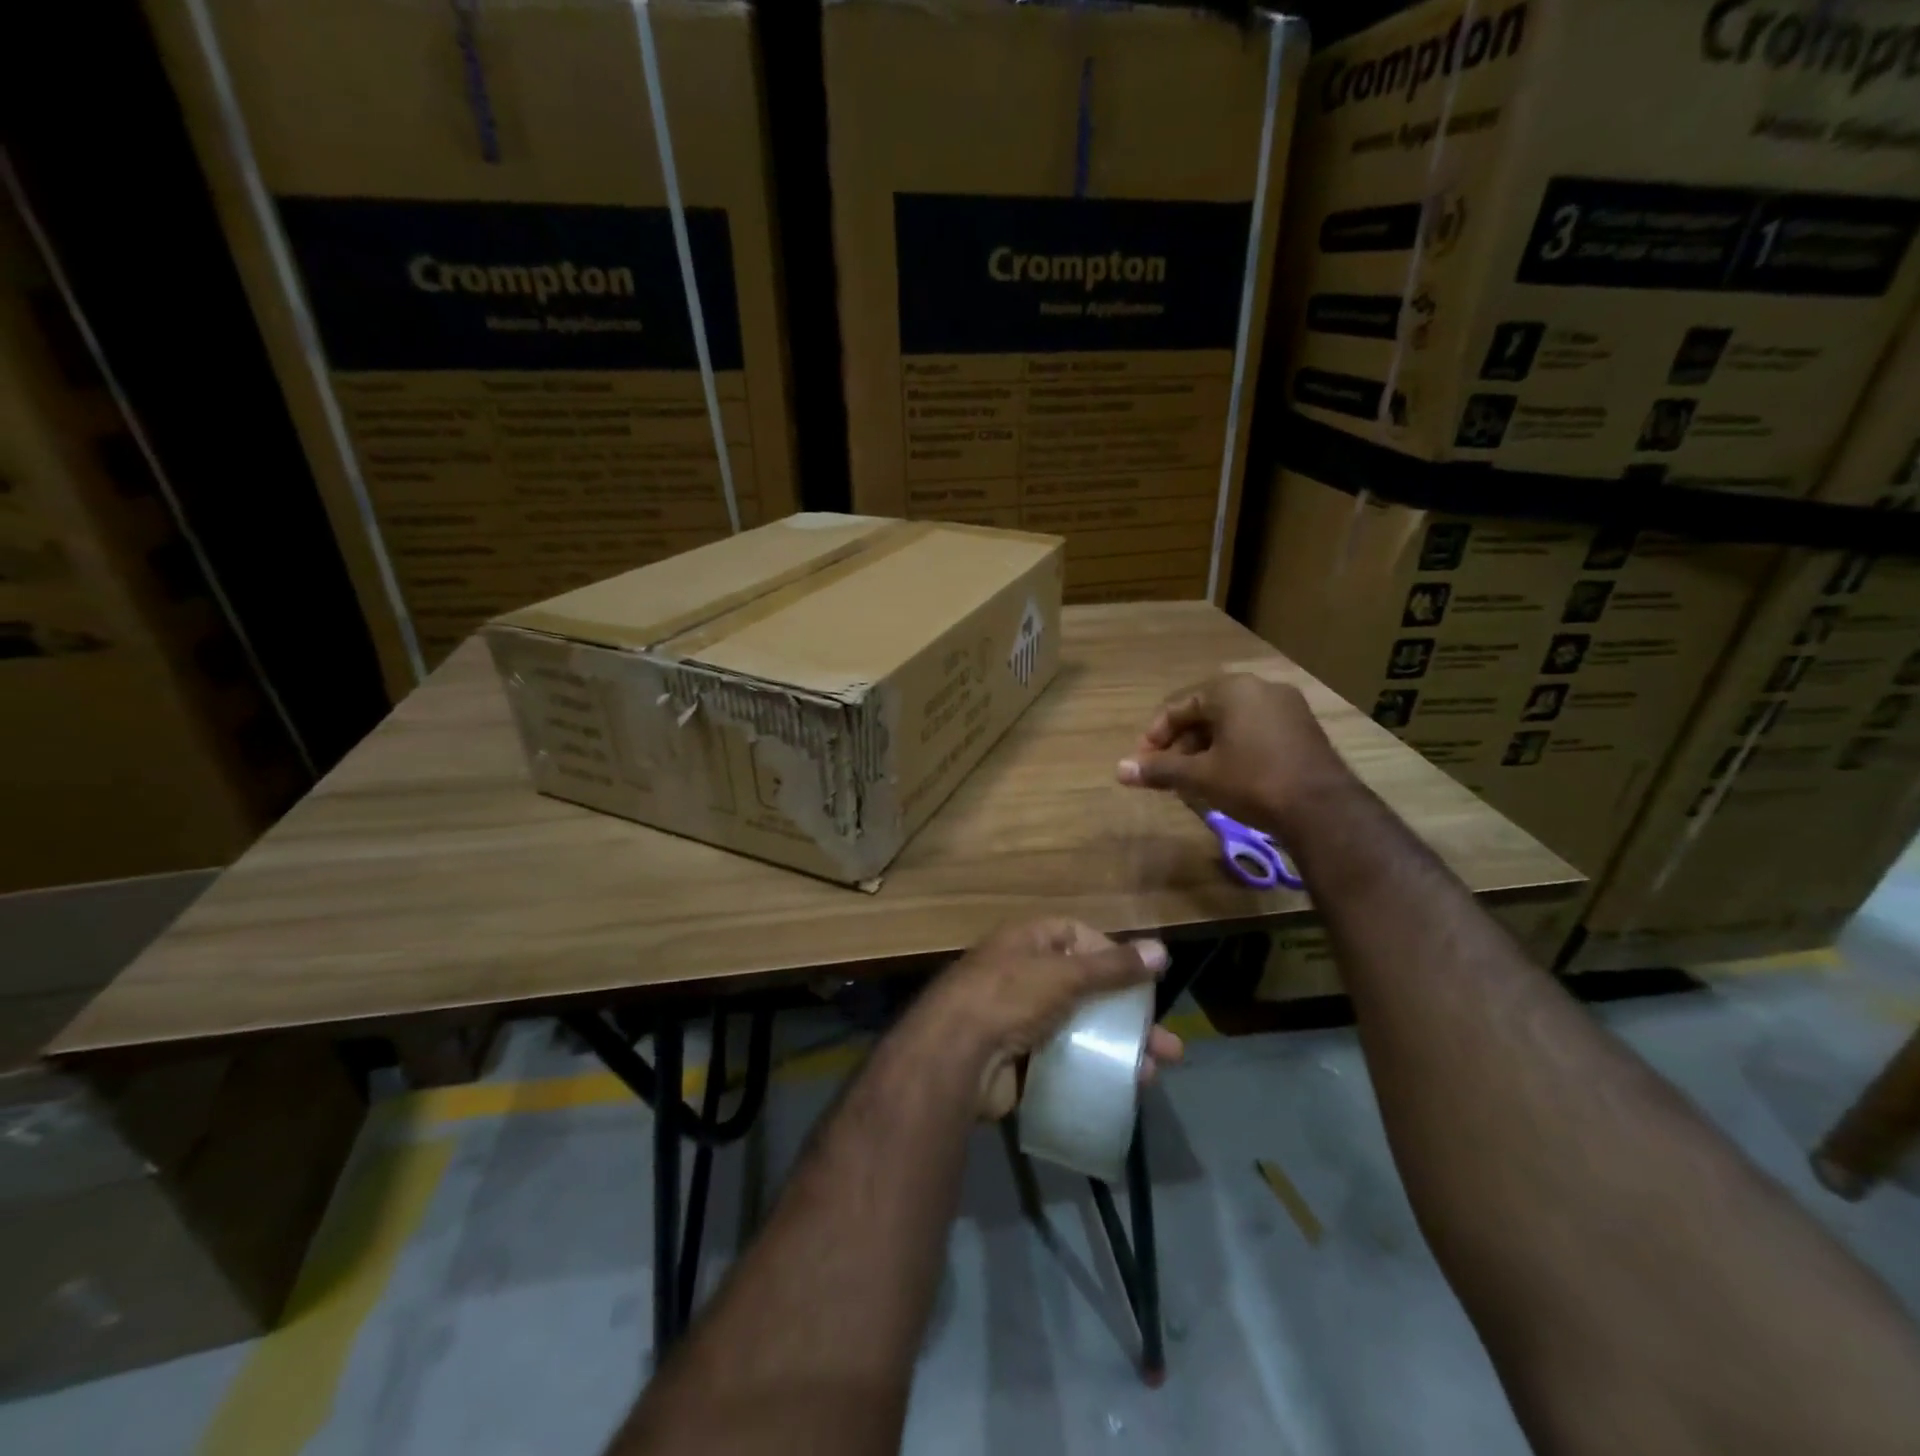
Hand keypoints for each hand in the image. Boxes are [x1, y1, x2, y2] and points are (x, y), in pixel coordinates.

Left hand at [924, 918, 1184, 1119]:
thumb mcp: (1063, 975)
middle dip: (1127, 1013)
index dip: (1110, 953)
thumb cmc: (1008, 997)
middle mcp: (1024, 975)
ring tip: (1154, 1072)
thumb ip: (1112, 966)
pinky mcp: (1019, 1060)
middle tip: (1165, 1041)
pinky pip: (1064, 1060)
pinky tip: (1121, 1088)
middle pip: (1086, 988)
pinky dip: (1091, 1070)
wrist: (953, 1057)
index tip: (1141, 977)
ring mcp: (1020, 1020)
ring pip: (1080, 1028)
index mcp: (1028, 942)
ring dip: (1117, 1047)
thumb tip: (1162, 950)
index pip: (1076, 935)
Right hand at [1115, 673, 1347, 829]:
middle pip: (1204, 713)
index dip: (1154, 736)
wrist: (1323, 809)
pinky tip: (1226, 777)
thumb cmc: (1252, 782)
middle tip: (1166, 774)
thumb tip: (1119, 770)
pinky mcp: (1302, 729)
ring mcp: (1286, 707)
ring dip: (1205, 749)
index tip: (1142, 764)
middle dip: (1180, 744)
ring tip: (1192, 780)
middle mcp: (1259, 688)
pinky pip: (1254, 731)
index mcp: (1231, 689)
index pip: (1177, 706)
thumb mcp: (1199, 776)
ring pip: (1230, 723)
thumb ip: (1159, 769)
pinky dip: (1233, 749)